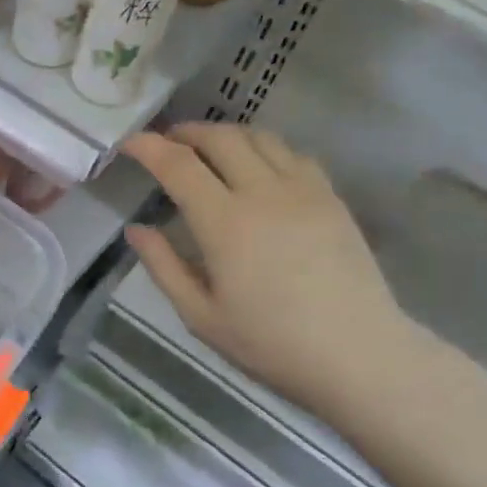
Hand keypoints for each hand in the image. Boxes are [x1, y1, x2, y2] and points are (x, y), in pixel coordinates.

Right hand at [121, 125, 411, 414]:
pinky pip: (293, 154)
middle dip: (187, 132)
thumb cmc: (270, 343)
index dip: (148, 147)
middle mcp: (263, 192)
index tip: (129, 143)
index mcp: (224, 223)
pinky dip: (264, 149)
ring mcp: (303, 190)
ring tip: (209, 150)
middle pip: (221, 138)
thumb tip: (136, 230)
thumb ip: (164, 267)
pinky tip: (258, 168)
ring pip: (259, 138)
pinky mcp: (331, 198)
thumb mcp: (201, 316)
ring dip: (226, 135)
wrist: (357, 354)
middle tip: (167, 143)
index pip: (178, 165)